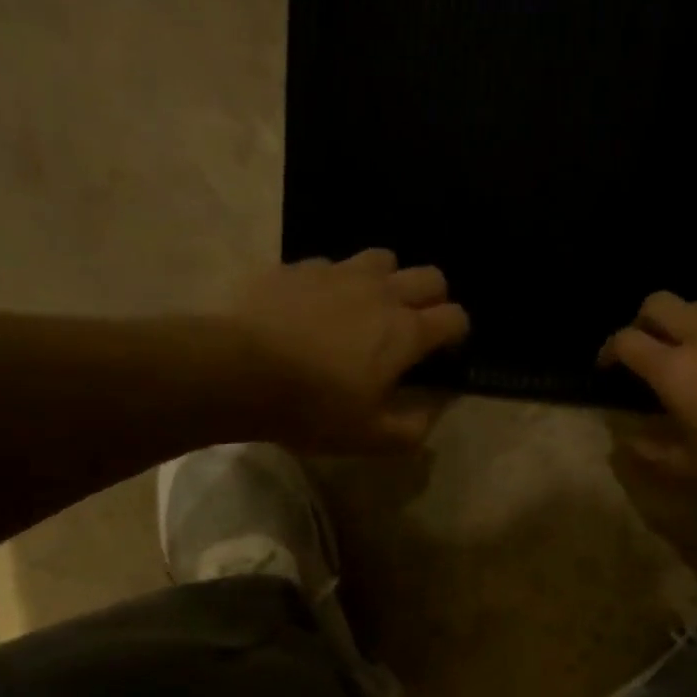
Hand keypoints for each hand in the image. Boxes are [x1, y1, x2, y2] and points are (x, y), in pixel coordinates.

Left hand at [221, 250, 467, 450]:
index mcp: (405, 333)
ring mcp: (338, 273)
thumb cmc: (313, 409)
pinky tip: (316, 307)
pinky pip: (330, 265)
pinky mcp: (298, 268)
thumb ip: (413, 427)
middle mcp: (381, 292)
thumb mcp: (370, 437)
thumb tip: (435, 410)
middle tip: (412, 328)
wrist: (239, 372)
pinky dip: (334, 283)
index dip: (457, 334)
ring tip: (367, 308)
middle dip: (432, 298)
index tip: (443, 354)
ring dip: (386, 280)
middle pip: (429, 276)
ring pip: (382, 259)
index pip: (455, 317)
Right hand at [601, 292, 696, 494]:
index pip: (627, 340)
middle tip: (646, 351)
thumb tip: (625, 439)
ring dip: (684, 328)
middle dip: (643, 321)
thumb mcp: (689, 465)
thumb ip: (650, 449)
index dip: (610, 350)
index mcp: (674, 369)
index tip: (608, 368)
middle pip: (660, 302)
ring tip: (691, 363)